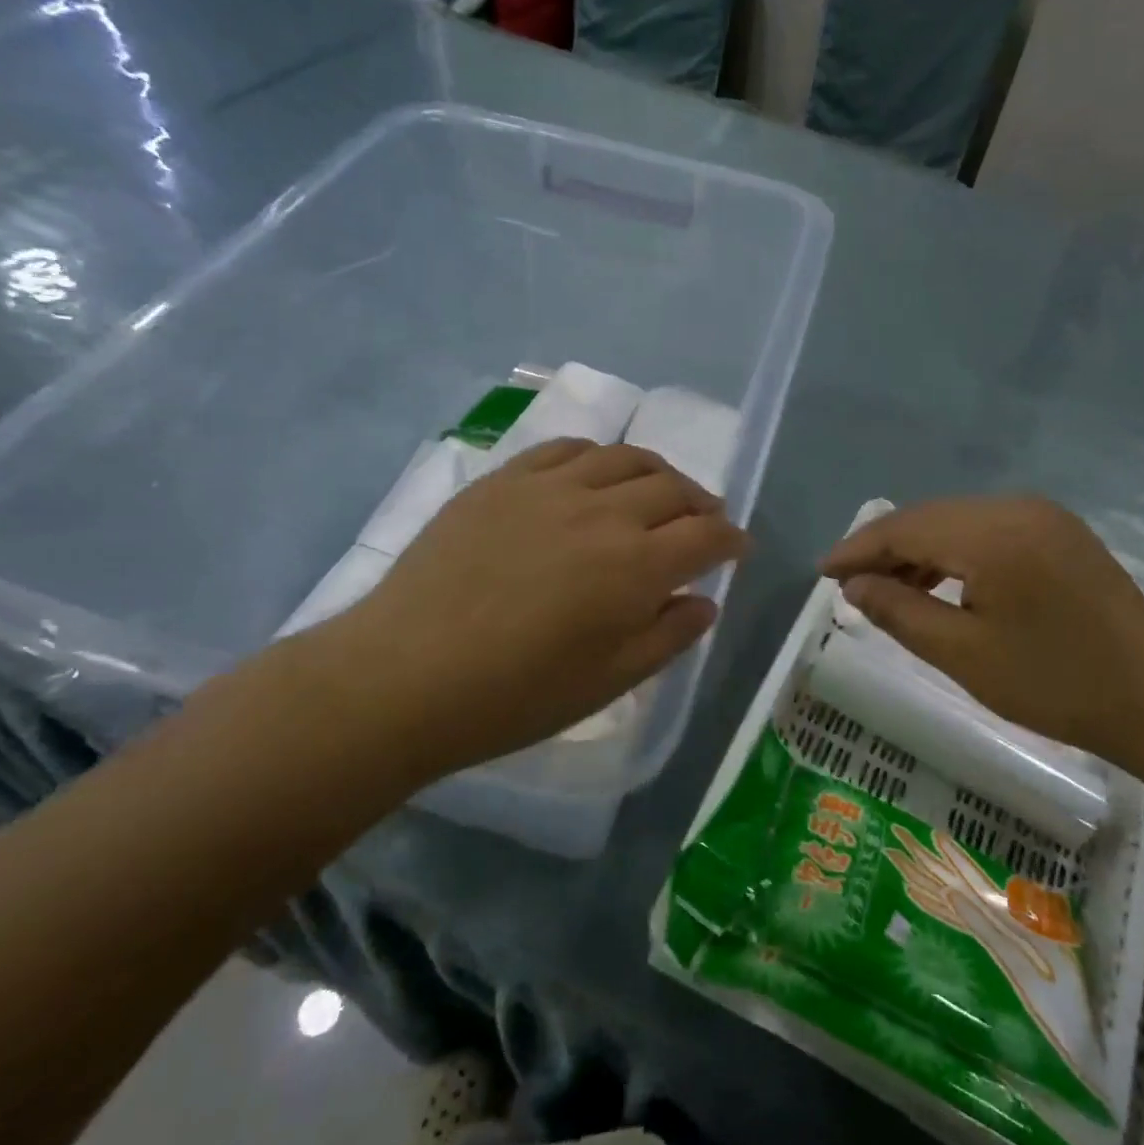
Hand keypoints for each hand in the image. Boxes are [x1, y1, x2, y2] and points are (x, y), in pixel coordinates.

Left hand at [292, 440, 749, 779]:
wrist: (405, 674)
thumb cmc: (516, 695)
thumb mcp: (609, 682)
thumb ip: (667, 636)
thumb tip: (703, 602)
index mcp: (637, 565)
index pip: (706, 536)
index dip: (731, 540)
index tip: (738, 548)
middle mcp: (604, 511)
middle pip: (673, 488)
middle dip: (701, 504)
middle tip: (704, 521)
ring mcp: (550, 487)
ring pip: (624, 458)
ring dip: (656, 472)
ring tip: (658, 491)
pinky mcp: (504, 479)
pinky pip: (565, 449)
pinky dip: (596, 457)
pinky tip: (594, 474)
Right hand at [819, 497, 1143, 772]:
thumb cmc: (1055, 683)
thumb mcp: (963, 654)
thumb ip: (899, 612)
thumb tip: (853, 586)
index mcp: (991, 533)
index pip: (905, 528)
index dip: (857, 549)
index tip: (821, 573)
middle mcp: (1016, 507)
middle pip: (929, 518)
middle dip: (884, 549)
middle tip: (849, 585)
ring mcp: (1043, 516)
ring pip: (957, 522)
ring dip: (919, 551)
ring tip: (889, 591)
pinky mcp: (1059, 532)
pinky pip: (988, 530)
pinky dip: (955, 553)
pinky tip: (941, 584)